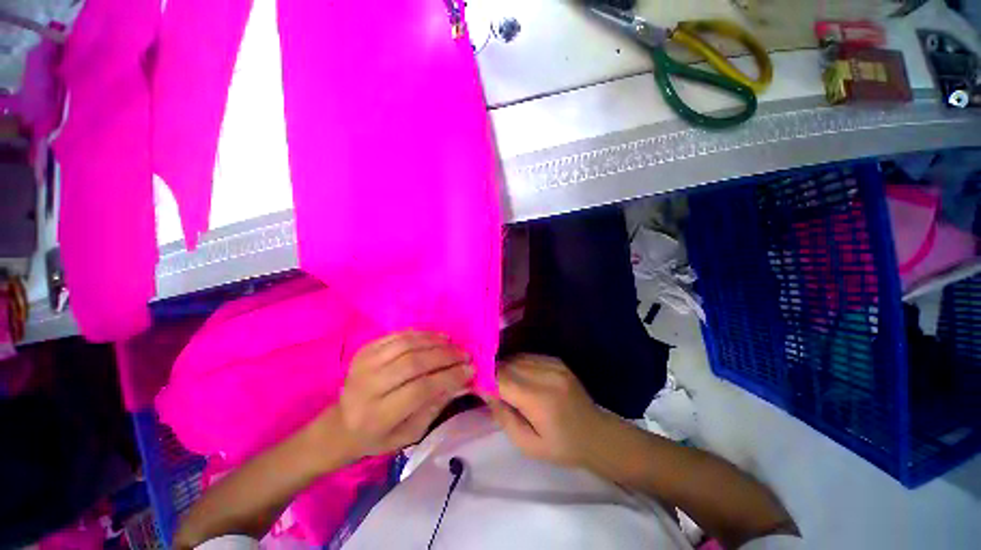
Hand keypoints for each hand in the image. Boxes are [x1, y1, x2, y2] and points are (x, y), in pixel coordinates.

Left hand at [337, 331, 473, 457]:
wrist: (340, 425)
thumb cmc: (378, 436)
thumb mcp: (409, 434)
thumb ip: (434, 407)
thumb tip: (461, 381)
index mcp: (378, 416)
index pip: (420, 390)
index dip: (448, 377)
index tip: (470, 370)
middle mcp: (369, 387)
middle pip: (413, 363)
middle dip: (445, 356)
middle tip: (464, 354)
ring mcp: (364, 365)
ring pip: (406, 345)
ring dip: (434, 341)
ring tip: (452, 343)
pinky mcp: (364, 351)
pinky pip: (396, 336)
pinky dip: (419, 334)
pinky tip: (435, 337)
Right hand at [486, 355, 607, 466]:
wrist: (596, 434)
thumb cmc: (561, 447)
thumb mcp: (527, 445)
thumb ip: (502, 416)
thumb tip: (484, 390)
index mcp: (540, 399)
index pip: (502, 378)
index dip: (484, 378)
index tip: (472, 383)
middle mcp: (546, 375)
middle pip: (508, 364)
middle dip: (493, 372)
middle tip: (485, 385)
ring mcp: (554, 364)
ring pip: (517, 357)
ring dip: (505, 367)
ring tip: (502, 383)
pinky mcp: (557, 361)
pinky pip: (528, 357)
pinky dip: (518, 364)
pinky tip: (519, 378)